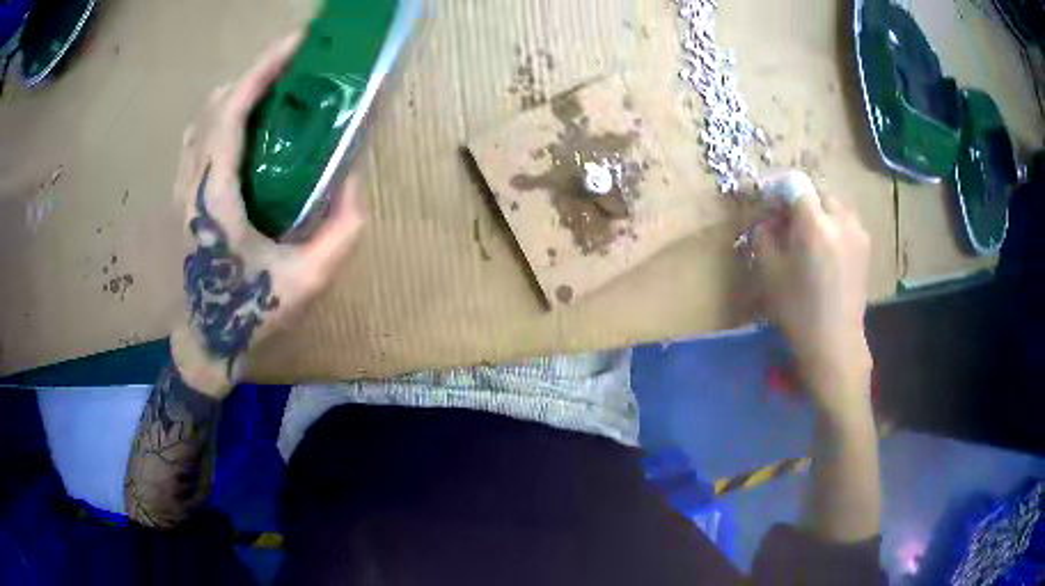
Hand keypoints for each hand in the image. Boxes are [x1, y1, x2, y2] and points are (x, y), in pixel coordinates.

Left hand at [171, 33, 365, 397]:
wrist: (205, 343)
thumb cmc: (250, 315)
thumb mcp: (308, 281)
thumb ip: (342, 231)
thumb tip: (354, 183)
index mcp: (216, 195)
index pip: (231, 111)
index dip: (263, 68)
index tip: (299, 42)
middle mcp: (192, 182)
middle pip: (216, 104)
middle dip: (255, 73)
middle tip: (296, 67)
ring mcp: (181, 189)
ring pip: (202, 119)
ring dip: (237, 92)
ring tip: (274, 91)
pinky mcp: (180, 198)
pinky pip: (197, 139)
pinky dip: (221, 117)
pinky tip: (245, 127)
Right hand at [754, 186, 871, 421]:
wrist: (835, 342)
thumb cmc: (798, 310)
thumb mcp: (769, 271)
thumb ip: (765, 234)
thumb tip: (770, 219)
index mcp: (814, 224)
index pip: (795, 184)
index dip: (779, 191)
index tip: (771, 207)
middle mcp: (840, 220)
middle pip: (817, 192)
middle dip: (801, 202)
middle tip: (789, 225)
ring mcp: (857, 232)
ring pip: (834, 205)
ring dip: (820, 212)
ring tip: (810, 238)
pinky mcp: (866, 246)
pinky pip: (846, 222)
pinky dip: (834, 225)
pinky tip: (828, 251)